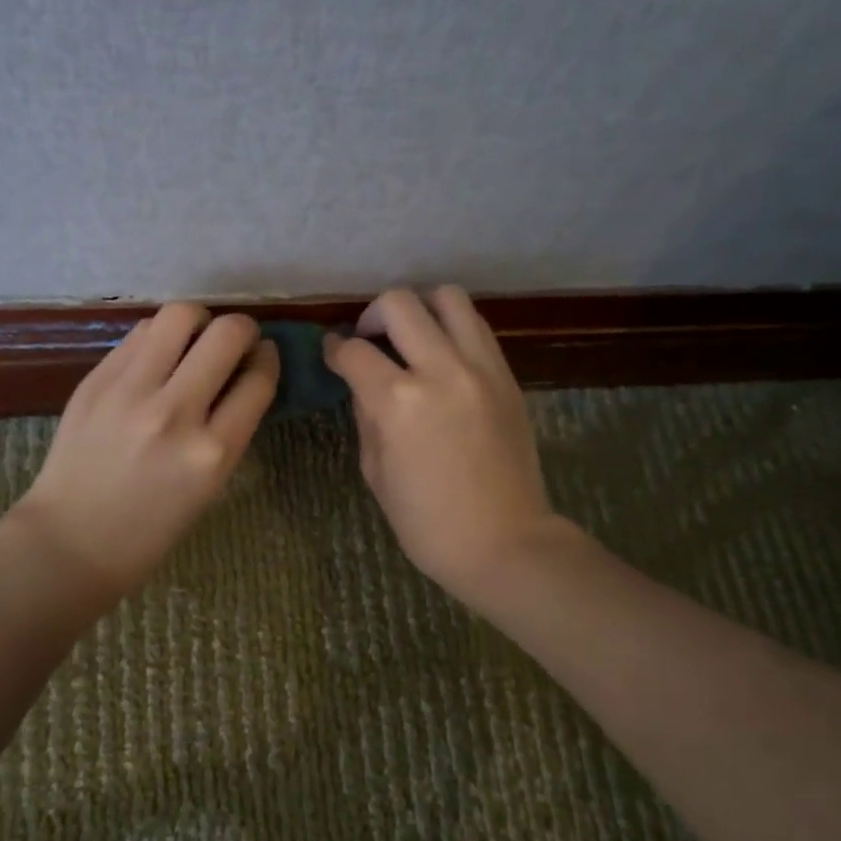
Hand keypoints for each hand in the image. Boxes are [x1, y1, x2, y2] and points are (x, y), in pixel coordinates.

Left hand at [13, 303, 278, 595]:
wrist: (71, 541)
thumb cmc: (151, 529)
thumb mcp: (210, 486)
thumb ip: (229, 428)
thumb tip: (243, 374)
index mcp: (212, 452)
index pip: (258, 379)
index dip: (268, 358)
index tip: (263, 355)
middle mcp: (175, 413)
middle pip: (226, 334)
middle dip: (242, 329)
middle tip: (235, 341)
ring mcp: (130, 392)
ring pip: (179, 316)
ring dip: (198, 321)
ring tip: (194, 339)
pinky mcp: (96, 381)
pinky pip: (139, 334)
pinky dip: (158, 337)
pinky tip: (157, 355)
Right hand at [325, 286, 567, 602]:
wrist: (505, 542)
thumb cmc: (428, 522)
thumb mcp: (376, 472)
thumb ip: (366, 416)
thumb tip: (362, 383)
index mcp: (398, 402)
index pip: (355, 351)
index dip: (335, 349)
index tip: (332, 352)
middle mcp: (441, 370)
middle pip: (400, 303)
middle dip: (373, 315)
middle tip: (369, 340)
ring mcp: (481, 368)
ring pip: (448, 297)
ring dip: (420, 308)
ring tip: (411, 335)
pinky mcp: (507, 376)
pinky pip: (477, 327)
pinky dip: (452, 327)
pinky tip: (442, 354)